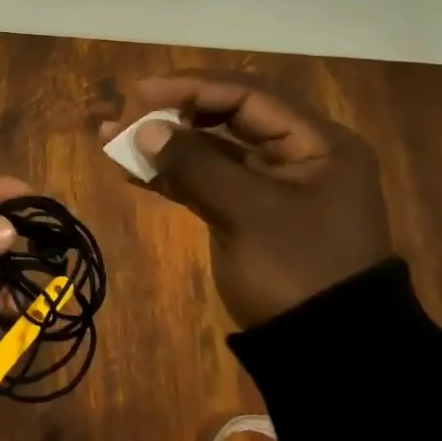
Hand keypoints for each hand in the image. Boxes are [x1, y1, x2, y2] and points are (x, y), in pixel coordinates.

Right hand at [100, 73, 391, 327]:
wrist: (328, 352)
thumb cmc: (296, 269)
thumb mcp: (247, 212)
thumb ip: (195, 164)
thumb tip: (145, 131)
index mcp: (317, 143)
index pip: (248, 95)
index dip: (192, 88)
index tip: (140, 93)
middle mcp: (298, 155)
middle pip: (227, 118)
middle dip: (172, 115)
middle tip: (125, 116)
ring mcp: (272, 187)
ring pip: (211, 151)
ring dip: (165, 145)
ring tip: (112, 141)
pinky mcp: (250, 215)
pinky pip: (207, 182)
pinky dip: (172, 176)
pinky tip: (133, 172)